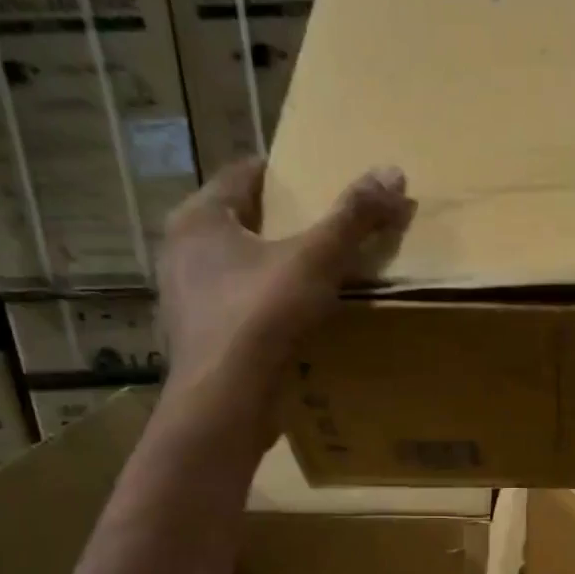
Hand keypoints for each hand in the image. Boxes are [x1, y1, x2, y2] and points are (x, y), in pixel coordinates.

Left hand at [158, 158, 414, 398]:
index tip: (320, 181)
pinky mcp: (199, 337)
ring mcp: (185, 298)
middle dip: (281, 222)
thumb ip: (353, 217)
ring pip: (236, 267)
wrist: (226, 401)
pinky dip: (264, 305)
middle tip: (326, 227)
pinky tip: (295, 319)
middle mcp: (181, 250)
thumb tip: (393, 172)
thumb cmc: (261, 316)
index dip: (284, 174)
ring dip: (272, 267)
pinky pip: (237, 306)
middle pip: (240, 221)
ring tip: (316, 274)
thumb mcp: (316, 260)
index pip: (244, 174)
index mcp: (200, 218)